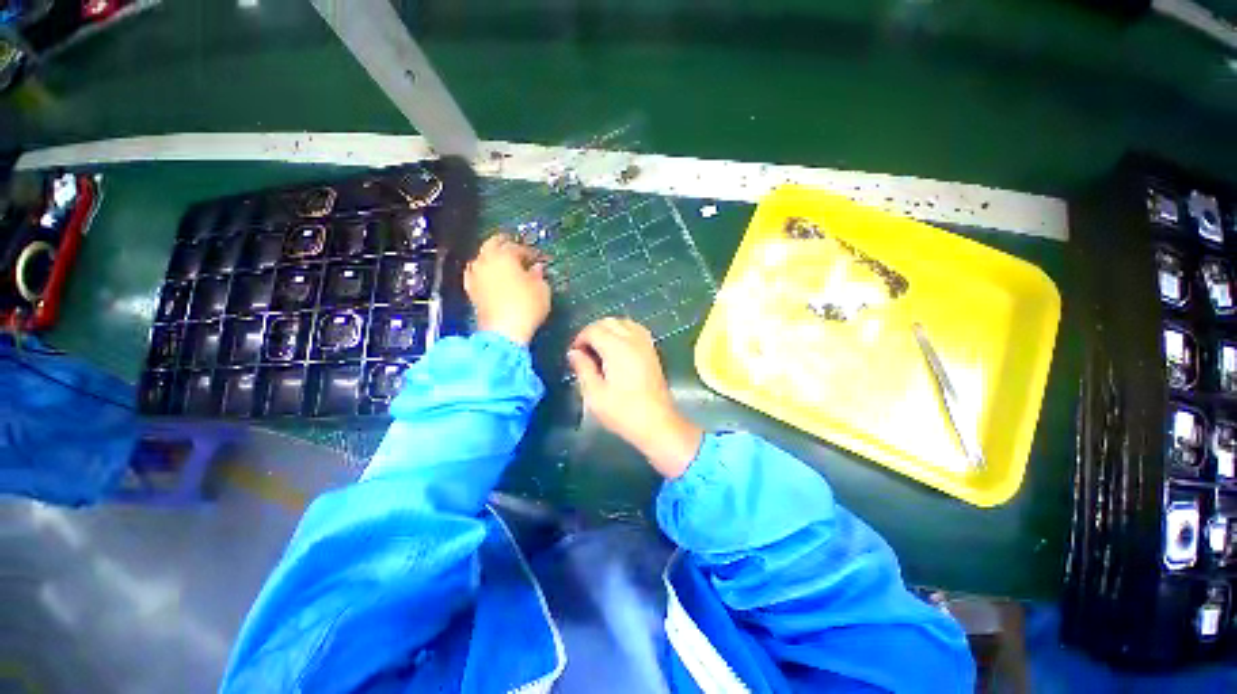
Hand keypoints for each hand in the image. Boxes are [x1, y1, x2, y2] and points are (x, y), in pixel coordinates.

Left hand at [465, 233, 550, 344]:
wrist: (503, 331)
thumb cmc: (527, 307)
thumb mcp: (542, 290)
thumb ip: (538, 275)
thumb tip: (536, 268)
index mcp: (505, 256)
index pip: (517, 247)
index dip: (529, 252)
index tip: (538, 258)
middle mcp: (486, 260)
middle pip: (492, 244)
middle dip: (504, 244)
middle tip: (516, 249)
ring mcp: (475, 275)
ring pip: (482, 258)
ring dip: (492, 257)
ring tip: (503, 264)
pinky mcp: (470, 290)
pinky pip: (475, 273)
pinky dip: (483, 271)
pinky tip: (489, 276)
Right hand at [567, 318, 702, 478]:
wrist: (657, 423)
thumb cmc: (623, 411)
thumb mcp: (595, 394)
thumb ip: (583, 368)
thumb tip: (574, 353)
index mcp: (617, 348)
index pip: (593, 330)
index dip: (580, 339)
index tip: (574, 354)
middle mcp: (633, 340)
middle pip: (608, 322)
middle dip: (592, 331)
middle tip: (584, 351)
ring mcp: (645, 344)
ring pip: (623, 322)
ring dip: (608, 329)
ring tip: (599, 348)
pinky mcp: (652, 351)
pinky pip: (636, 330)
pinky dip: (624, 331)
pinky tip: (618, 348)